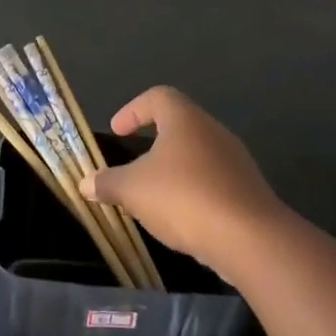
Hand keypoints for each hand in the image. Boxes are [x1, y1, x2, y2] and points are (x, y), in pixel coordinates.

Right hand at [78, 86, 291, 278]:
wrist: (249, 239)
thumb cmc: (183, 198)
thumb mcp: (132, 190)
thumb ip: (107, 183)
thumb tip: (85, 183)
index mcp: (185, 119)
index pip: (157, 97)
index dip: (133, 110)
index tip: (117, 132)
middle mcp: (213, 131)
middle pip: (179, 126)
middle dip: (152, 143)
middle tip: (132, 165)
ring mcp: (235, 161)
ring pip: (197, 156)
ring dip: (173, 171)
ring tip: (152, 196)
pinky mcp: (247, 190)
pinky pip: (213, 182)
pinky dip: (192, 192)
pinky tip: (181, 218)